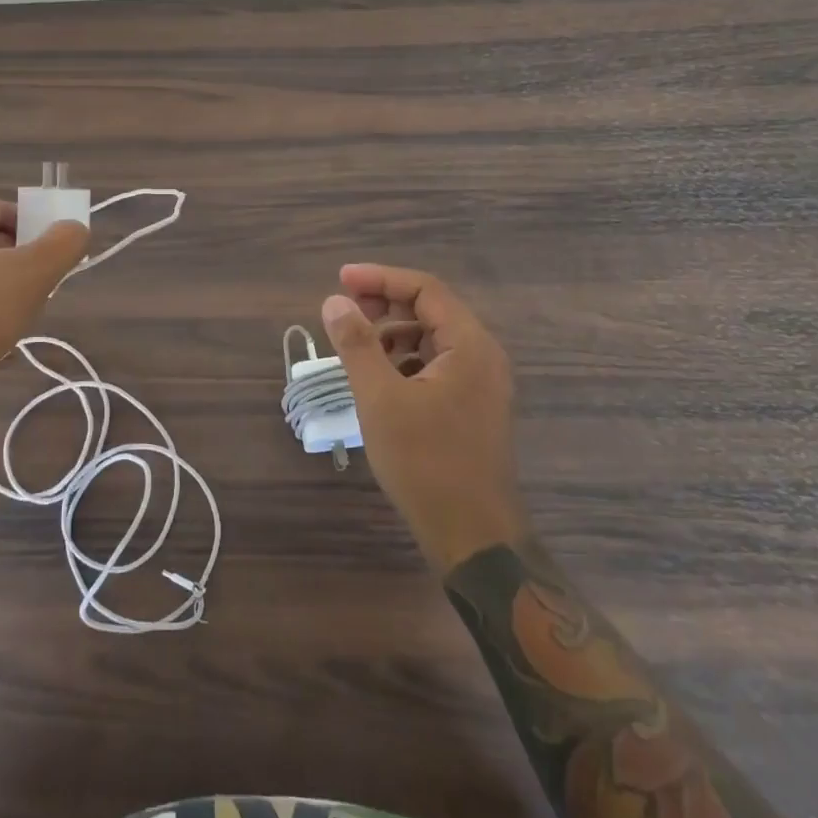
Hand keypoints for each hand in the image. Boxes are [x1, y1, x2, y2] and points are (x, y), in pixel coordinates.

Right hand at [320, 265, 529, 573]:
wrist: (474, 539)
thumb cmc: (427, 463)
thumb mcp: (380, 398)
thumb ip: (356, 344)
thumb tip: (335, 302)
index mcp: (469, 345)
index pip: (425, 289)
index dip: (380, 278)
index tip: (340, 280)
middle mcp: (482, 356)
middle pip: (430, 309)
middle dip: (385, 304)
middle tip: (345, 313)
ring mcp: (481, 384)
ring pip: (432, 339)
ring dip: (393, 333)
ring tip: (357, 348)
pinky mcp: (473, 408)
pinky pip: (436, 365)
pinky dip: (405, 361)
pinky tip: (380, 380)